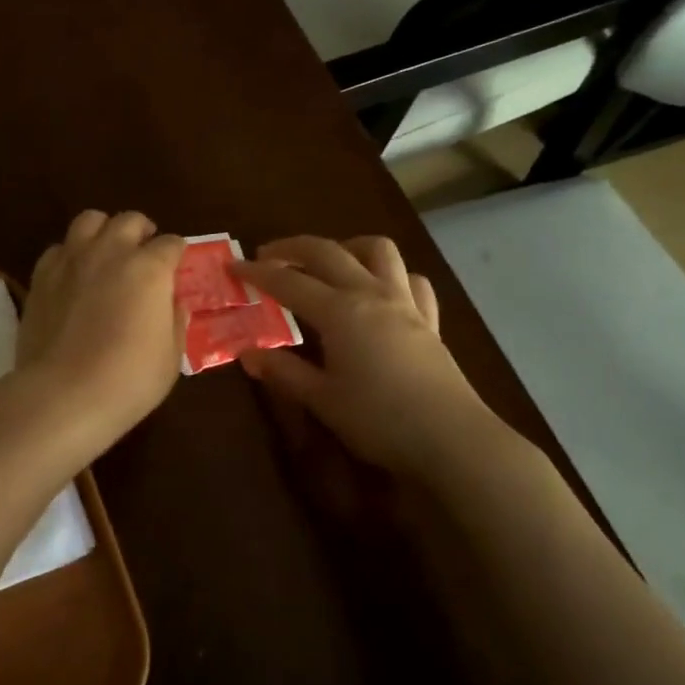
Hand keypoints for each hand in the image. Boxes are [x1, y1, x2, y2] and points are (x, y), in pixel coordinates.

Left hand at [16, 210, 186, 443]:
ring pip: (90, 220)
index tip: (176, 267)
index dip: (176, 254)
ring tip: (107, 251)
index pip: (171, 244)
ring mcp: (72, 260)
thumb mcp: (171, 355)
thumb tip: (172, 303)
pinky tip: (74, 275)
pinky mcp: (41, 275)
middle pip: (130, 220)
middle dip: (142, 232)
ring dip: (104, 230)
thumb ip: (174, 320)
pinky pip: (59, 248)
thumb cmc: (129, 379)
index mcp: (149, 268)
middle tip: (145, 253)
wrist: (64, 394)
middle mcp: (111, 252)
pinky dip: (71, 254)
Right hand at [235, 236, 495, 477]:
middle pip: (328, 252)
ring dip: (347, 246)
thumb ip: (284, 372)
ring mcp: (404, 302)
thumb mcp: (322, 399)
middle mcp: (370, 294)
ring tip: (328, 262)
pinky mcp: (429, 319)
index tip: (234, 267)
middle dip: (293, 247)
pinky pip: (410, 280)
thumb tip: (248, 354)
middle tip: (268, 255)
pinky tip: (378, 290)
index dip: (258, 272)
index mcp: (339, 311)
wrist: (450, 438)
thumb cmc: (379, 420)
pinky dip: (390, 274)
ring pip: (378, 250)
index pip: (289, 281)